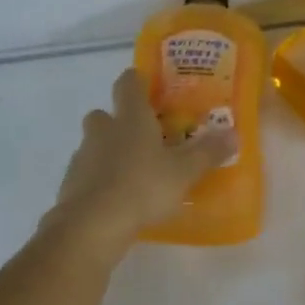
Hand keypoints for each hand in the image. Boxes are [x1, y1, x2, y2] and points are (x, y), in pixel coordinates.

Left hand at [47, 69, 234, 253]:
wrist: (93, 223)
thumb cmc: (143, 187)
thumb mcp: (185, 172)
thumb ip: (208, 152)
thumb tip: (234, 133)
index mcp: (131, 118)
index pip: (128, 83)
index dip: (138, 81)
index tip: (149, 87)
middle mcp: (103, 129)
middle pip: (105, 114)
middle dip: (120, 122)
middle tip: (144, 138)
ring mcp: (83, 156)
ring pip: (95, 144)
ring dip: (109, 152)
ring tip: (133, 173)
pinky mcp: (71, 183)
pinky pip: (88, 173)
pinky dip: (100, 179)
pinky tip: (116, 198)